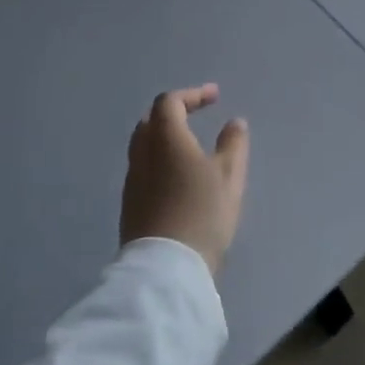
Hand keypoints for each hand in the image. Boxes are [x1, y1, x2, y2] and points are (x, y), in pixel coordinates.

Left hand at [120, 84, 249, 275]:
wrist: (166, 269)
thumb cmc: (202, 214)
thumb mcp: (230, 177)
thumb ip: (233, 145)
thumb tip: (234, 123)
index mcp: (166, 140)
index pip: (169, 102)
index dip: (192, 95)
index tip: (215, 97)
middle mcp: (142, 155)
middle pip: (151, 121)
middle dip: (174, 113)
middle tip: (197, 116)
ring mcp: (132, 181)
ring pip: (143, 146)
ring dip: (165, 137)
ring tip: (189, 146)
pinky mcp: (130, 205)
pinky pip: (143, 169)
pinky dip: (159, 160)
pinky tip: (178, 177)